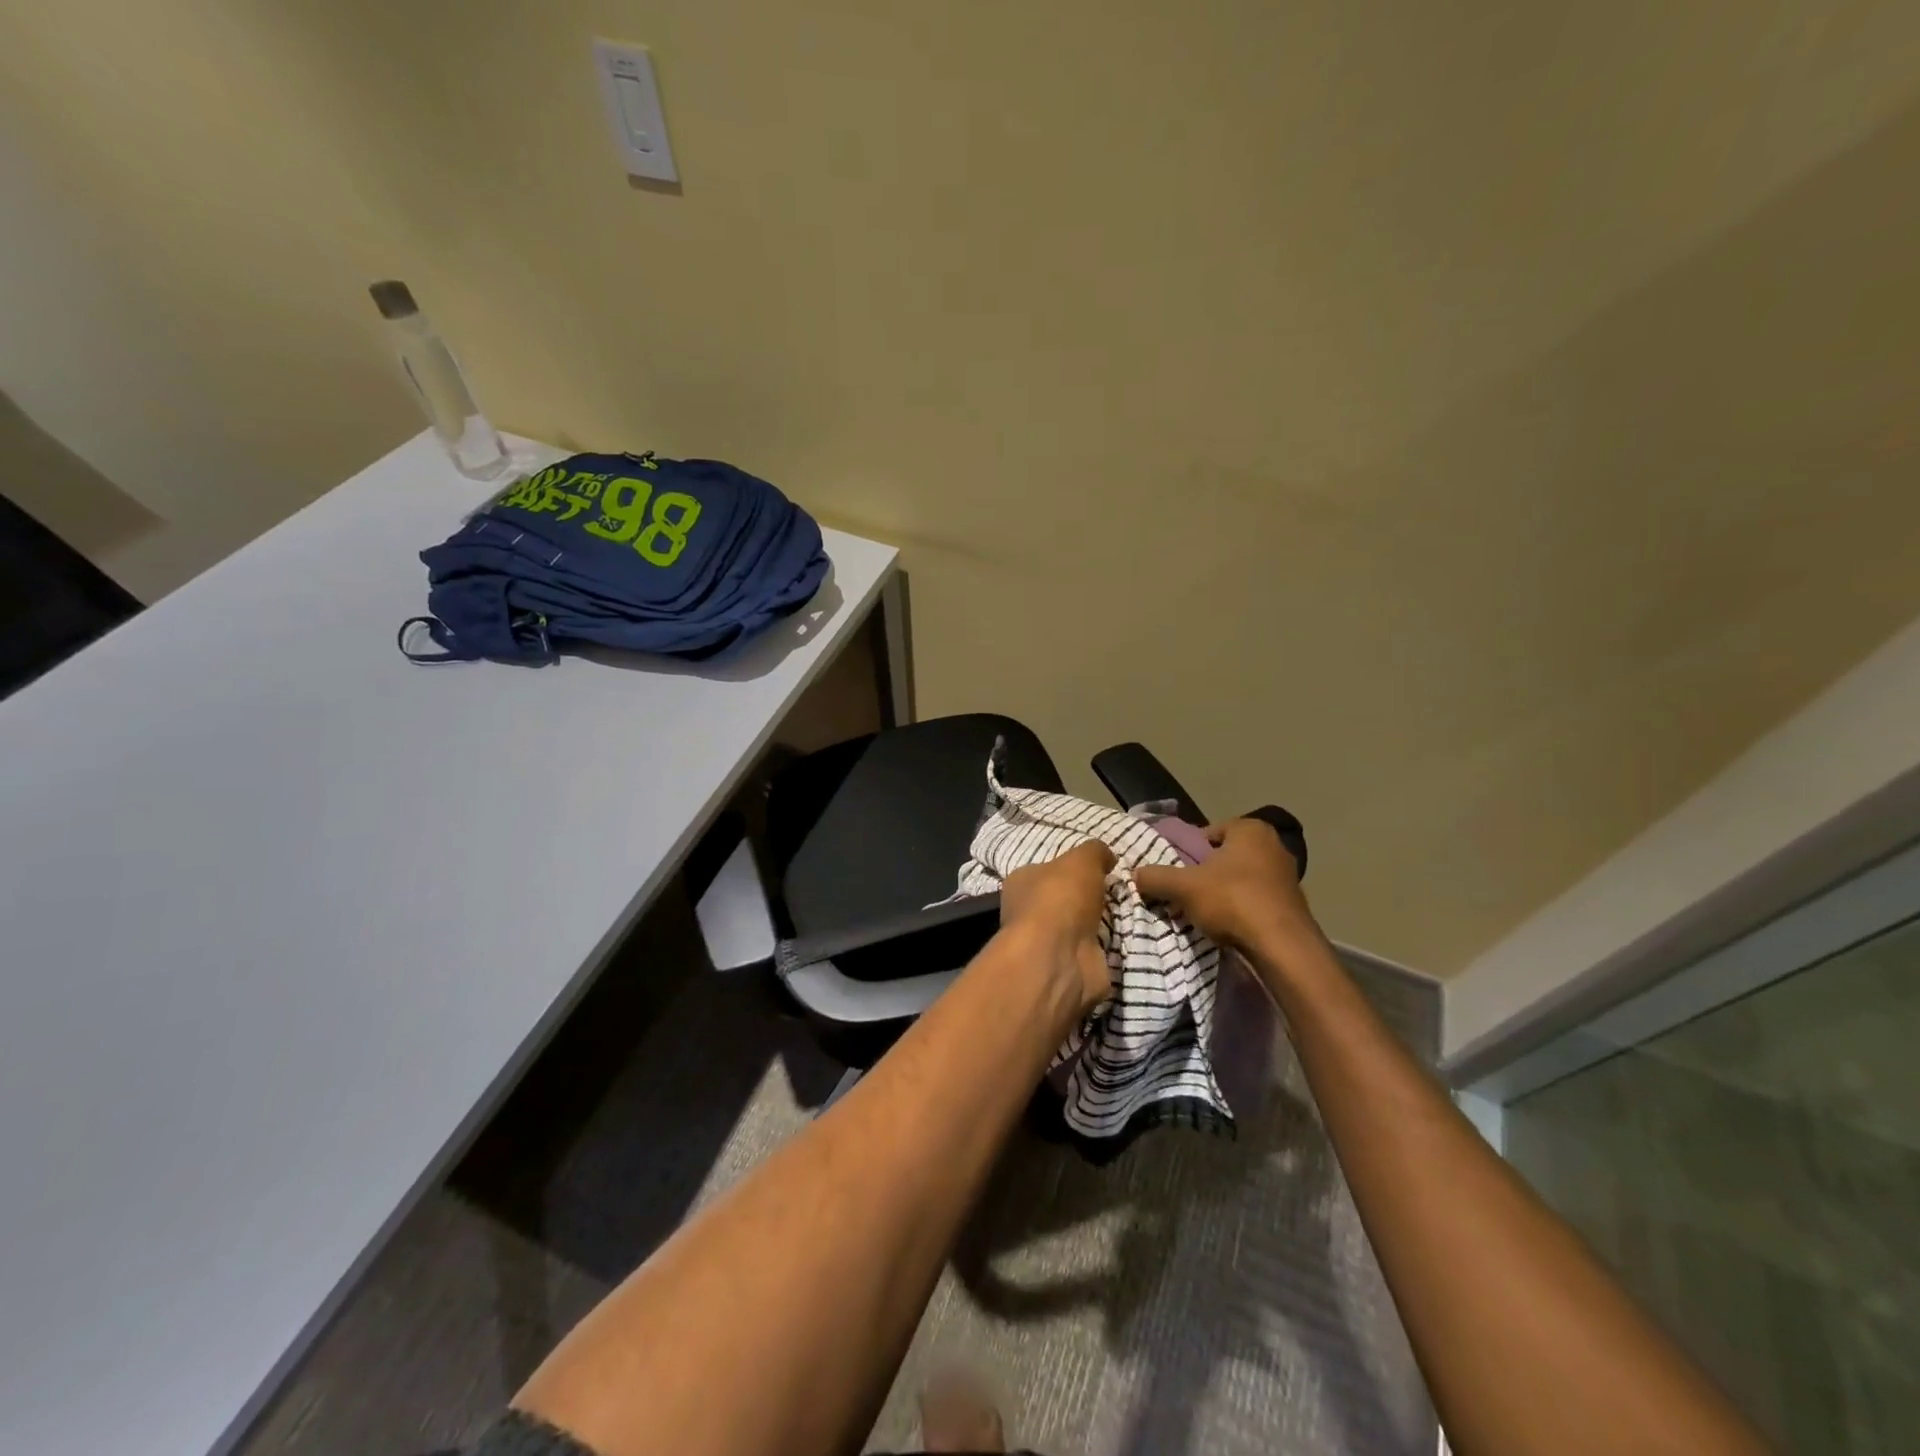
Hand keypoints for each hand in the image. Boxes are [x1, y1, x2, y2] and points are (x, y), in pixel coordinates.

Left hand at [999, 839, 1115, 1014]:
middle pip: (1065, 900)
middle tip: (1118, 892)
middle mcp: (1029, 913)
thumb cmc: (1060, 898)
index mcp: (1021, 882)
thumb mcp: (1081, 859)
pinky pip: (1093, 952)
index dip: (1072, 869)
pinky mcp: (1068, 968)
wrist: (1059, 958)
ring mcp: (1048, 943)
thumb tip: (1106, 856)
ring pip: (1080, 927)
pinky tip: (1125, 938)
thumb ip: (1095, 852)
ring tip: (1129, 913)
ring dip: (1102, 924)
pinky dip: (1107, 947)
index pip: (1046, 871)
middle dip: (1090, 898)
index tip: (1100, 869)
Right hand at [1133, 818, 1317, 954]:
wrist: (1282, 948)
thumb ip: (1156, 877)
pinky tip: (1228, 927)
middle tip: (1186, 891)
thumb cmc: (1232, 901)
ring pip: (1242, 880)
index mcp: (1251, 829)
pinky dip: (1242, 910)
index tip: (1178, 871)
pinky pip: (1257, 901)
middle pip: (1226, 857)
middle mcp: (1274, 846)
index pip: (1209, 832)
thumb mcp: (1183, 887)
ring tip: (1204, 913)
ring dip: (1224, 893)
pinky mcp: (1293, 905)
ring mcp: (1287, 876)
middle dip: (1207, 873)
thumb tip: (1135, 874)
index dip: (1189, 850)